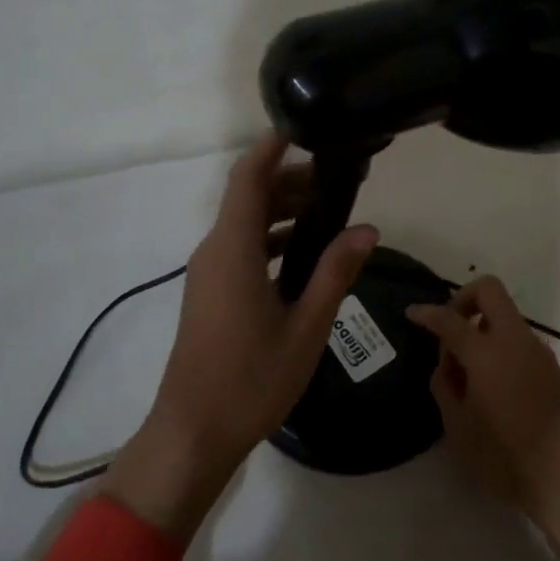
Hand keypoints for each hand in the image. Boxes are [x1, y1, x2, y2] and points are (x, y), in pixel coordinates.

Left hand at [103, 134, 377, 542]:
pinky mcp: (211, 292)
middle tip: (343, 179)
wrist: (192, 434)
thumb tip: (367, 228)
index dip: (274, 146)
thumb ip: (335, 272)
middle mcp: (215, 251)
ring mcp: (209, 272)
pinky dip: (274, 237)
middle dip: (293, 179)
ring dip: (285, 209)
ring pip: (247, 222)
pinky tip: (308, 253)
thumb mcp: (306, 326)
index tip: (307, 126)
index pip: (249, 177)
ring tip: (334, 211)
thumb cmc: (250, 380)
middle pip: (251, 196)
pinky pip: (243, 247)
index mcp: (233, 249)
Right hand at [407, 277, 559, 552]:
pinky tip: (490, 381)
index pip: (450, 319)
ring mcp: (538, 349)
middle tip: (449, 328)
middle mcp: (515, 339)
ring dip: (483, 326)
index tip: (412, 313)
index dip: (428, 313)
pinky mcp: (552, 365)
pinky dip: (499, 344)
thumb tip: (448, 364)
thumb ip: (445, 386)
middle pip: (489, 290)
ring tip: (467, 369)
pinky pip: (518, 339)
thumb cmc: (506, 456)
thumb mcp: (459, 427)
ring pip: (506, 315)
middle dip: (463, 299)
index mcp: (487, 352)